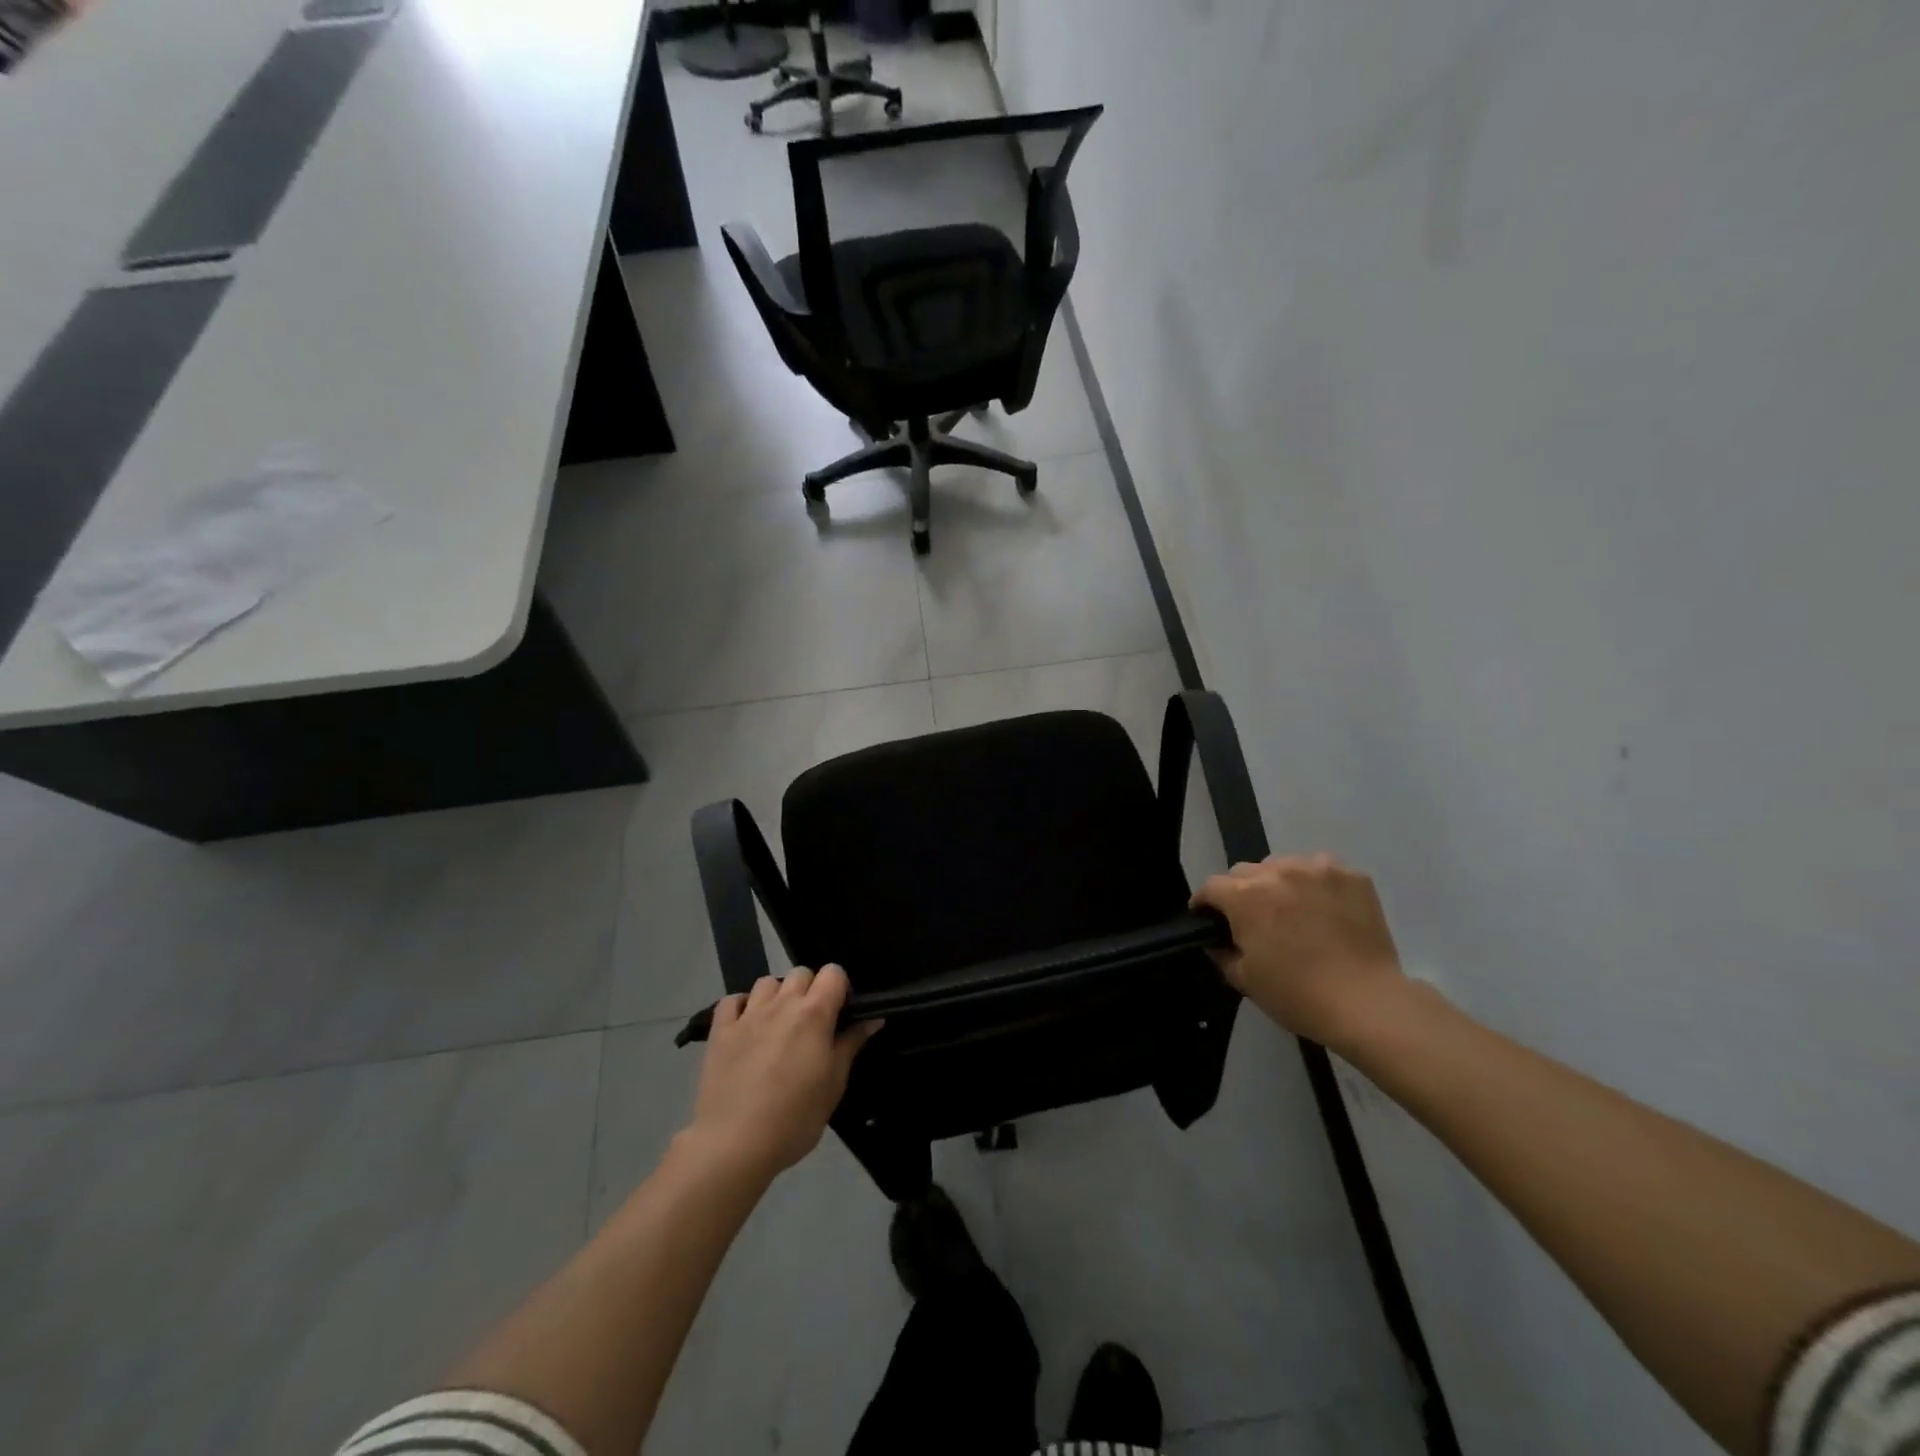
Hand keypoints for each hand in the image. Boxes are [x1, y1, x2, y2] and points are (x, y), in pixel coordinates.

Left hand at [685, 965, 880, 1183]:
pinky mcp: (720, 1030)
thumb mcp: (834, 1084)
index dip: (840, 987)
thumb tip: (873, 1018)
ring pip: (767, 982)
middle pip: (801, 972)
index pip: (833, 972)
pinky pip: (731, 1000)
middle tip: (812, 1022)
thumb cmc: (794, 1118)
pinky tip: (746, 1026)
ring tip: (778, 1023)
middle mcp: (782, 1004)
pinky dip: (742, 1006)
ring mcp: (748, 1015)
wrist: (733, 1144)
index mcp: (814, 1014)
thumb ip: (851, 1044)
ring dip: (777, 995)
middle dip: (810, 989)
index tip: (841, 1012)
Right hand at [1191, 854, 1406, 1046]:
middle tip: (1254, 920)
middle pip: (1246, 872)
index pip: (1211, 886)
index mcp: (1245, 896)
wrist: (1368, 1003)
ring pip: (1284, 866)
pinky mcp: (1352, 876)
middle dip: (1241, 892)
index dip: (1205, 903)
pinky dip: (1316, 885)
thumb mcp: (1245, 980)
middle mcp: (1277, 872)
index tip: (1208, 918)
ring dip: (1279, 884)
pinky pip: (1321, 871)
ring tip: (1292, 911)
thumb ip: (1222, 952)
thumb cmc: (1297, 995)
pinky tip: (1324, 909)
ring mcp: (1318, 870)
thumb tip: (1216, 940)